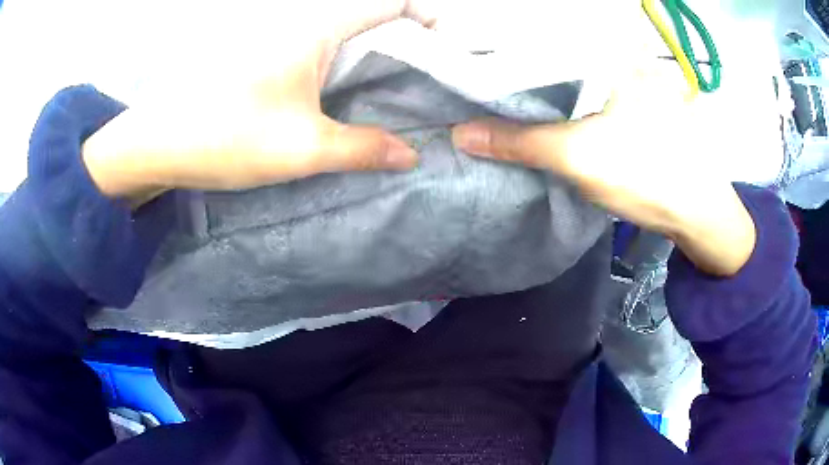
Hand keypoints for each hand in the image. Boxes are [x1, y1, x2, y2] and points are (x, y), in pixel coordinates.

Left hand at [82, 0, 437, 200]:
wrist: (158, 143)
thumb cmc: (224, 135)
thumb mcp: (301, 147)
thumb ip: (362, 148)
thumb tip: (411, 155)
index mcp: (317, 30)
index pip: (392, 4)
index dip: (429, 19)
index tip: (449, 50)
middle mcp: (304, 27)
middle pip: (375, 21)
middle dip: (413, 45)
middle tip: (436, 84)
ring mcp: (284, 44)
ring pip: (350, 39)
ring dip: (382, 61)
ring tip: (406, 97)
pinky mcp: (269, 64)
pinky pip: (325, 57)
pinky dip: (352, 72)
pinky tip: (356, 102)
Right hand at [451, 64, 756, 275]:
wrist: (697, 214)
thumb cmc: (647, 175)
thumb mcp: (578, 157)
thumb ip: (519, 142)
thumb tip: (459, 134)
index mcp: (608, 52)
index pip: (541, 36)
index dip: (502, 49)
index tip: (468, 61)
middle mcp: (617, 56)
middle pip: (552, 54)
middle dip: (516, 68)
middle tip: (474, 77)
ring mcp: (626, 80)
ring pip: (567, 74)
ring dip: (536, 86)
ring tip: (496, 89)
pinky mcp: (629, 104)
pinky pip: (583, 93)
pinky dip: (559, 100)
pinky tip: (538, 108)